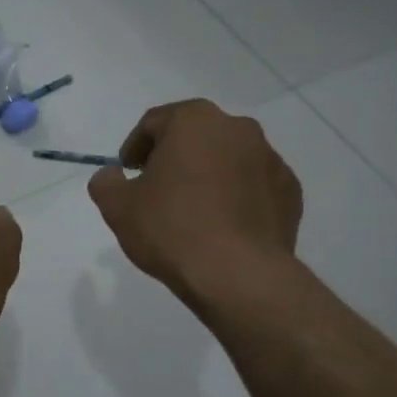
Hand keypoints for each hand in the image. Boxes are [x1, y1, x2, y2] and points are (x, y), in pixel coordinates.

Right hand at [88, 100, 302, 308]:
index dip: (134, 147)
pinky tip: (223, 227)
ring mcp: (270, 159)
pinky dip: (237, 197)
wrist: (239, 275)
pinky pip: (254, 186)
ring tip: (193, 212)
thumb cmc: (172, 230)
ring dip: (208, 175)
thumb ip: (106, 183)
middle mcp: (237, 128)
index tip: (127, 174)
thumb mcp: (117, 207)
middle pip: (195, 135)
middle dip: (174, 157)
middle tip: (157, 190)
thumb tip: (112, 175)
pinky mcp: (290, 191)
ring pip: (228, 159)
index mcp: (194, 121)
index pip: (154, 123)